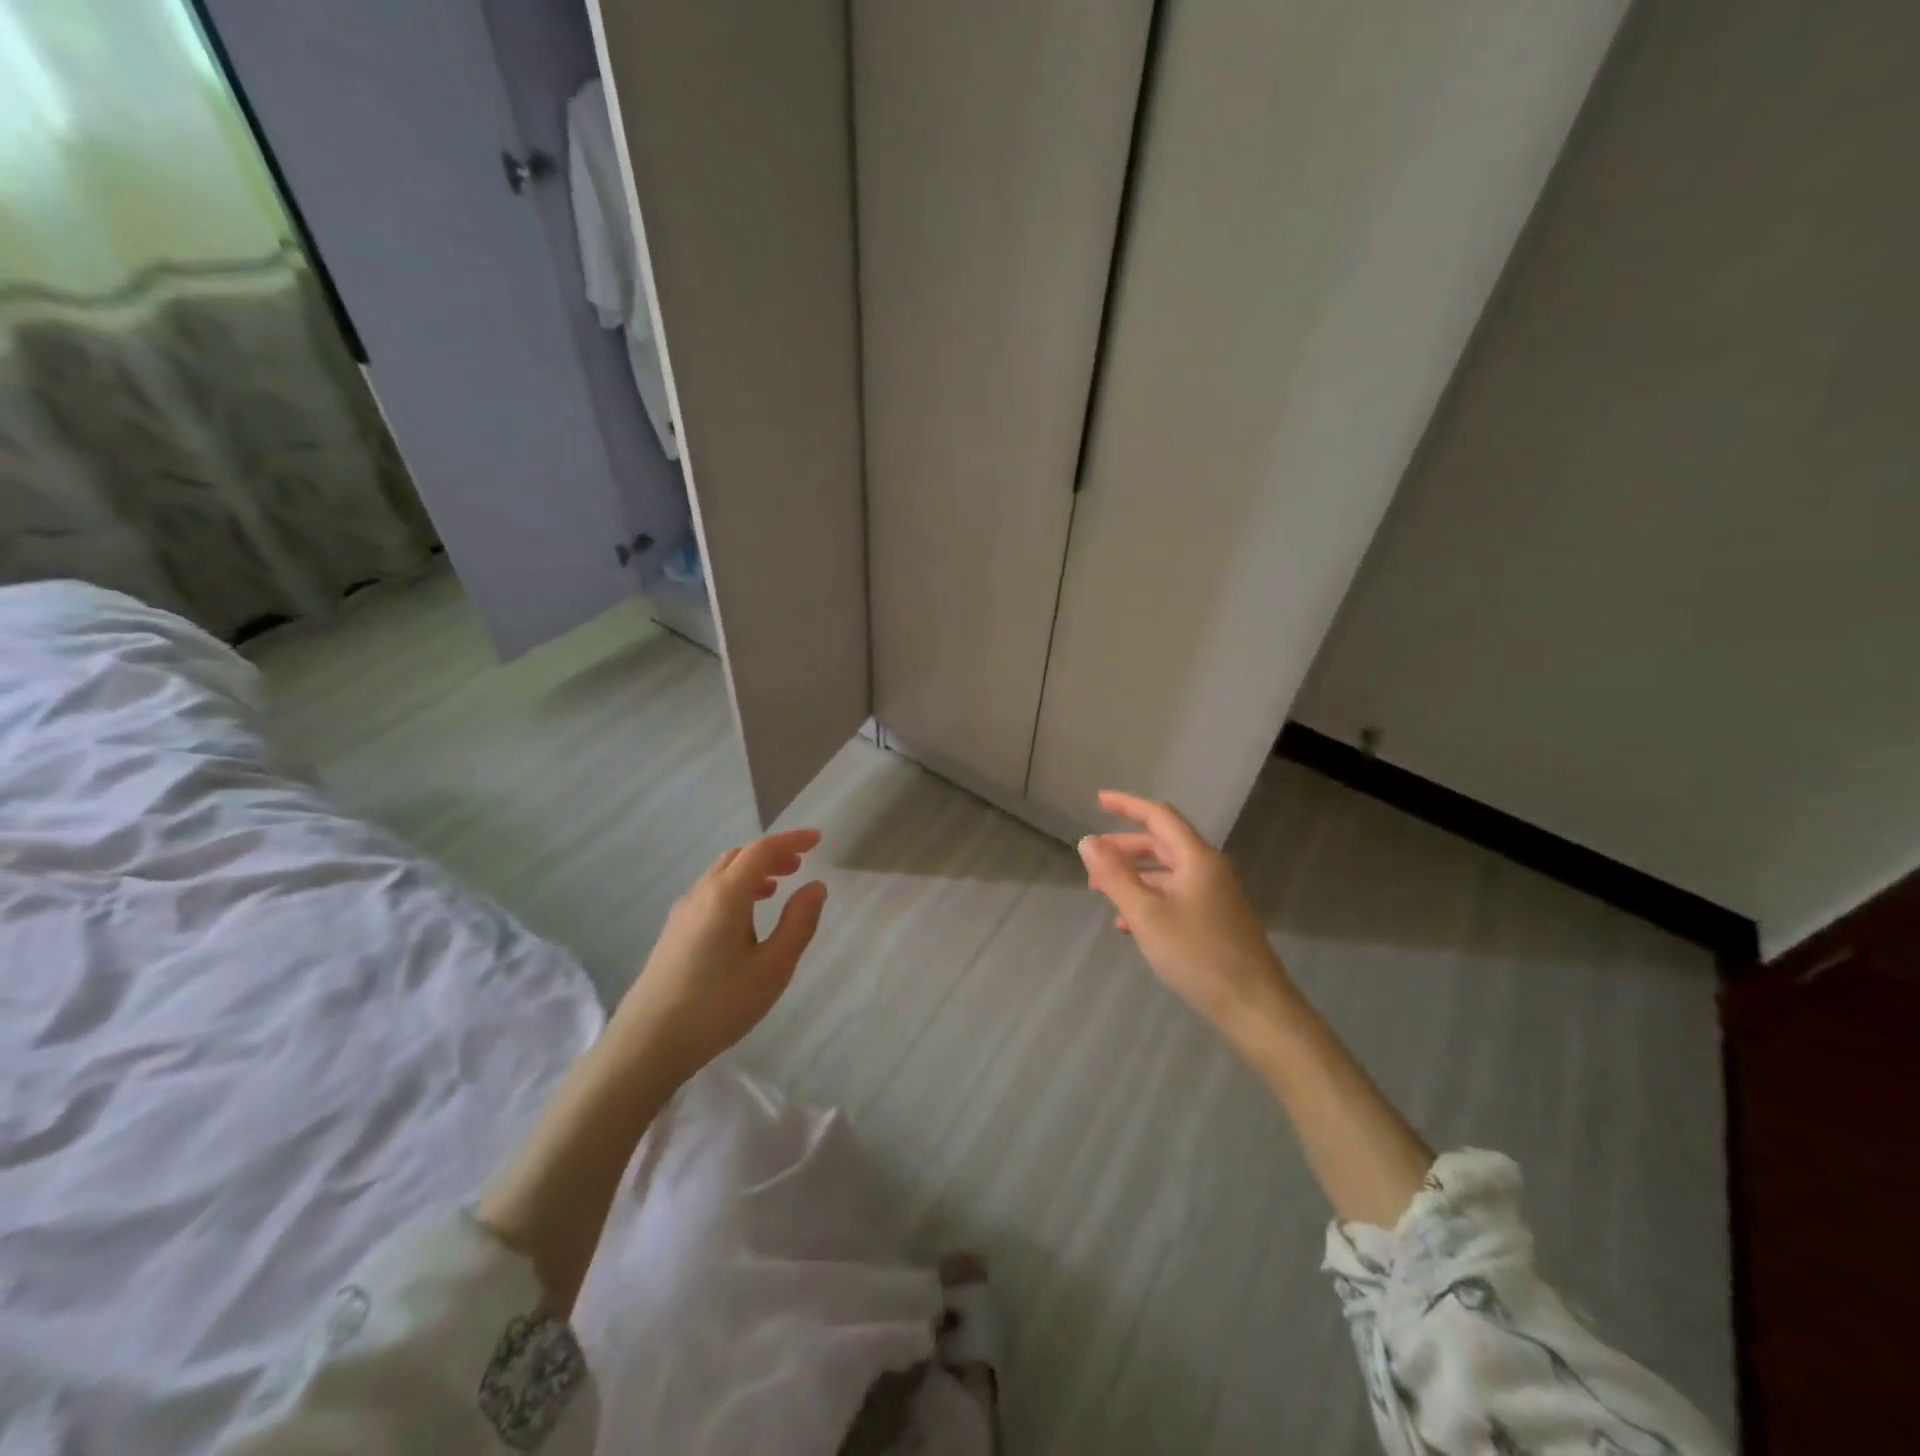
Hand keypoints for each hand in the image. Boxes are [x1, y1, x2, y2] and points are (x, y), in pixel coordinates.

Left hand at [607, 828, 828, 1084]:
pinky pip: (710, 894)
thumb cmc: (718, 1005)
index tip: (817, 839)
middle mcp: (701, 894)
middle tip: (800, 865)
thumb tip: (815, 887)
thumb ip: (798, 924)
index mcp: (726, 895)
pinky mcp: (673, 933)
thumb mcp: (772, 968)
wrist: (648, 1044)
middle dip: (771, 854)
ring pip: (721, 875)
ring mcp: (682, 913)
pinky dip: (735, 890)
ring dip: (752, 872)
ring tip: (777, 890)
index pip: (761, 850)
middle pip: (738, 857)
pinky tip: (746, 920)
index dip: (791, 840)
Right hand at [1078, 790, 1293, 1044]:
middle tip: (1093, 857)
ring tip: (1102, 891)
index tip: (1098, 800)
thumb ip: (1115, 876)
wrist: (1255, 1007)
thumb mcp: (1146, 914)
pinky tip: (1129, 924)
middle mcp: (1208, 870)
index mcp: (1196, 858)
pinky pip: (1175, 896)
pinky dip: (1149, 899)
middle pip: (1162, 844)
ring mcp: (1215, 896)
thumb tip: (1088, 841)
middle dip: (1125, 847)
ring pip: (1167, 873)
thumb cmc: (1198, 955)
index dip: (1127, 806)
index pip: (1159, 817)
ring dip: (1134, 876)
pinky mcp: (1216, 921)